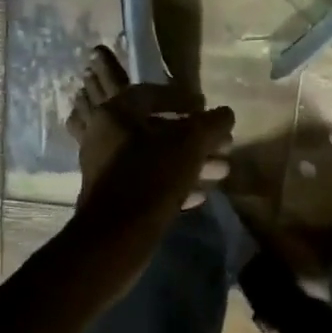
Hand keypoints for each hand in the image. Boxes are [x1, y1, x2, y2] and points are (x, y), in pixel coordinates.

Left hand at [67, 47, 232, 263]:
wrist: (115, 238)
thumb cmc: (151, 178)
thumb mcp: (189, 145)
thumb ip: (210, 124)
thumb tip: (226, 114)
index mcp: (115, 115)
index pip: (151, 93)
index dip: (182, 97)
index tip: (206, 107)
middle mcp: (106, 138)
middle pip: (157, 129)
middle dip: (195, 137)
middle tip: (223, 145)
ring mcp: (108, 170)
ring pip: (157, 158)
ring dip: (191, 162)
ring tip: (222, 171)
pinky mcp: (115, 199)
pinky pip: (149, 183)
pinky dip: (175, 183)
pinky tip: (201, 194)